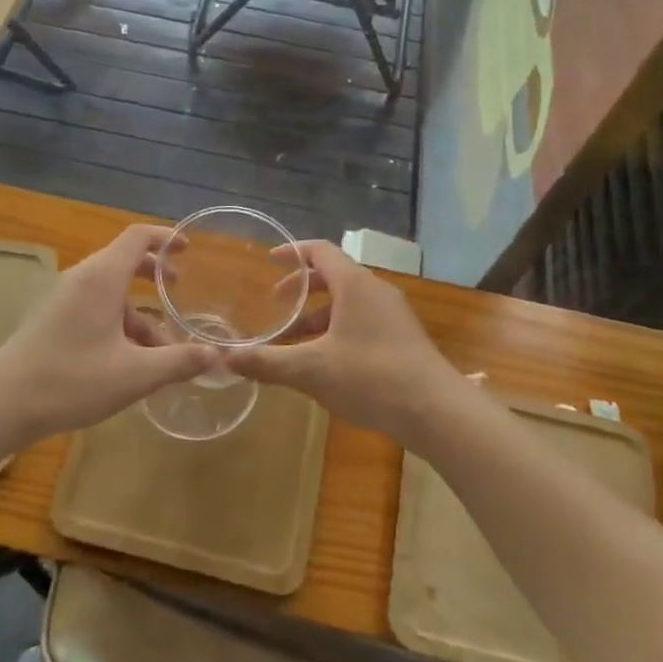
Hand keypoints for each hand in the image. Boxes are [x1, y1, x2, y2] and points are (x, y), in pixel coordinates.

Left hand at [0, 224, 217, 442]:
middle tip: (178, 289)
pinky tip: (126, 359)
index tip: (188, 248)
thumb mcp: (135, 374)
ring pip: (108, 290)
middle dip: (153, 272)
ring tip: (159, 347)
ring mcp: (61, 297)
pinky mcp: (50, 317)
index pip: (137, 237)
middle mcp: (81, 278)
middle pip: (122, 259)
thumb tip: (215, 355)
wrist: (3, 403)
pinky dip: (116, 320)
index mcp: (102, 278)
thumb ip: (178, 361)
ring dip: (136, 309)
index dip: (165, 237)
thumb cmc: (72, 380)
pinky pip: (92, 306)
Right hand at [226, 241, 469, 447]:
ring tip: (294, 344)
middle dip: (302, 289)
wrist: (437, 410)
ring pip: (348, 303)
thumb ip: (267, 362)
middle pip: (334, 276)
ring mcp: (394, 315)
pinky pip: (363, 321)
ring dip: (319, 317)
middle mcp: (375, 291)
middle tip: (277, 305)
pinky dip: (338, 331)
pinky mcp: (404, 338)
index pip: (321, 251)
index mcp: (354, 284)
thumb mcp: (311, 370)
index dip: (292, 252)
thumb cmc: (371, 377)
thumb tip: (225, 358)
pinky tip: (326, 364)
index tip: (269, 261)